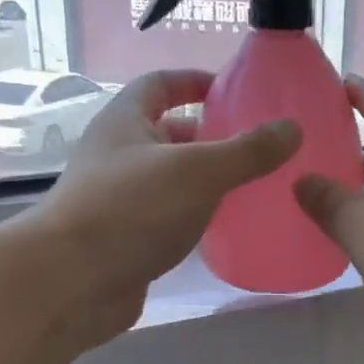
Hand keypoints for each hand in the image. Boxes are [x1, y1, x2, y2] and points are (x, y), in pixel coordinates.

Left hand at [37, 70, 299, 341]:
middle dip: (210, 136)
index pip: (161, 84)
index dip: (196, 81)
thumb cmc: (132, 210)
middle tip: (256, 146)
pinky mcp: (125, 238)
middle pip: (168, 132)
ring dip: (204, 179)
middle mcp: (117, 154)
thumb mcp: (199, 172)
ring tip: (252, 185)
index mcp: (125, 121)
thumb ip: (247, 151)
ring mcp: (118, 198)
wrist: (71, 282)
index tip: (235, 90)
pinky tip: (223, 226)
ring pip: (170, 178)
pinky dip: (193, 215)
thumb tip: (293, 128)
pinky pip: (166, 215)